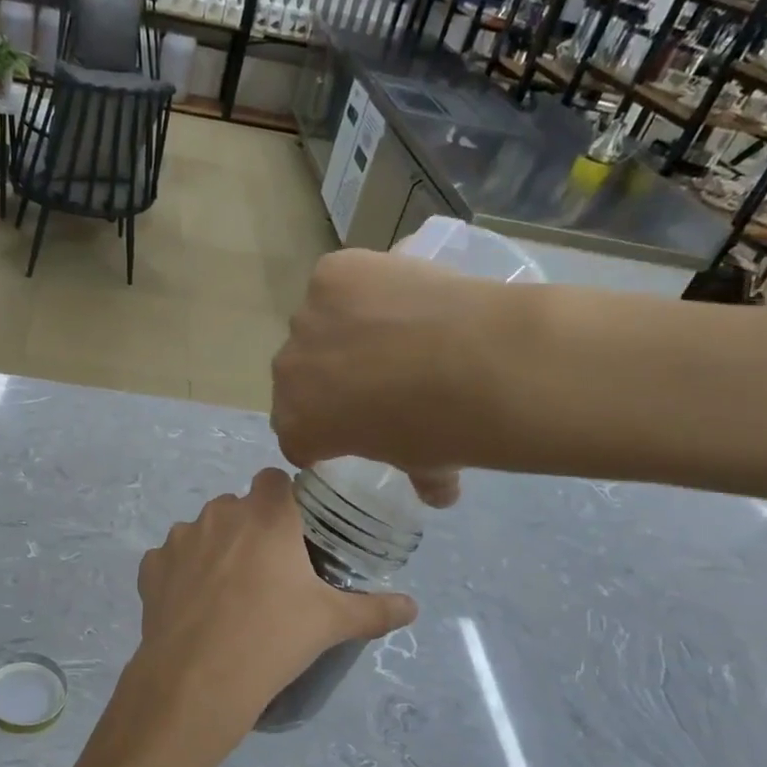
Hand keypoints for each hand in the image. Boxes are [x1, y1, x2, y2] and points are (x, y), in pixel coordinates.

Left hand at [103, 469, 416, 766]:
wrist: (198, 679)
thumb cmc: (273, 639)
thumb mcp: (332, 624)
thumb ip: (375, 609)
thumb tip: (412, 607)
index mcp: (266, 516)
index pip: (275, 480)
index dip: (284, 500)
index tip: (294, 532)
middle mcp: (220, 514)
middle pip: (238, 507)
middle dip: (250, 529)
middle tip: (266, 572)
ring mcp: (180, 538)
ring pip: (203, 531)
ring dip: (215, 550)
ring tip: (228, 595)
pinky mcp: (151, 566)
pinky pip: (170, 560)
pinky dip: (181, 575)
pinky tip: (194, 608)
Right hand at [272, 250, 505, 507]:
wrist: (480, 365)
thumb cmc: (444, 430)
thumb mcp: (428, 466)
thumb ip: (421, 478)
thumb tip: (438, 492)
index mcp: (297, 426)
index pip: (296, 433)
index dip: (325, 430)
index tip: (356, 426)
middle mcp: (287, 372)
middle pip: (299, 375)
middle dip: (329, 378)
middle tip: (381, 376)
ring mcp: (306, 318)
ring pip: (319, 324)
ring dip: (346, 329)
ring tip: (400, 330)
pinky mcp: (331, 274)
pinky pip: (339, 281)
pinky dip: (363, 286)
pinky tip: (402, 295)